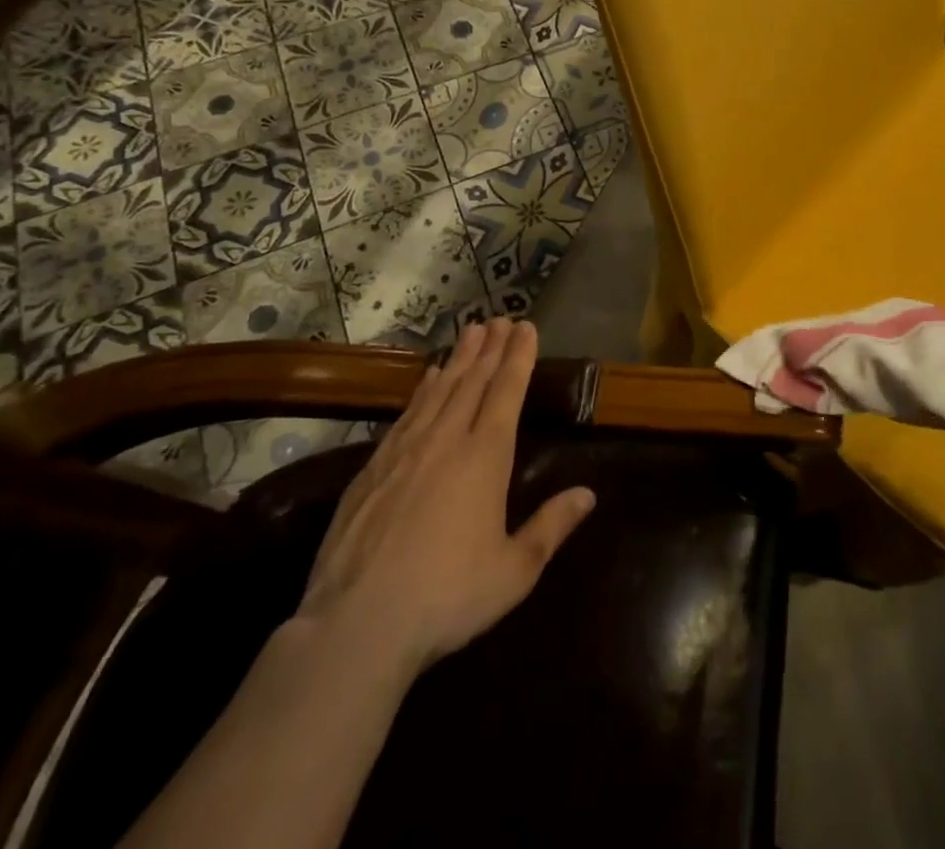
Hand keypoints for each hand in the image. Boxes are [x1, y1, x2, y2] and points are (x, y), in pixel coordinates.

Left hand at [294, 319, 595, 681]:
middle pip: (472, 381)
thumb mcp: (514, 571)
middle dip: (490, 348)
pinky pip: (406, 414)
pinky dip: (421, 389)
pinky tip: (426, 378)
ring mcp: (404, 451)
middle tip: (500, 318)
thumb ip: (551, 527)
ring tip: (470, 332)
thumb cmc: (447, 597)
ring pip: (438, 391)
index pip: (507, 392)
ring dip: (458, 359)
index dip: (518, 357)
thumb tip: (589, 494)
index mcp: (485, 457)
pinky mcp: (371, 470)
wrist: (355, 626)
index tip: (525, 327)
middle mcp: (446, 440)